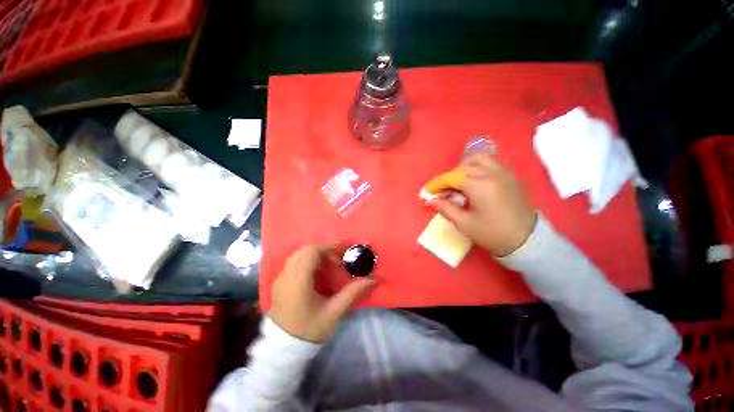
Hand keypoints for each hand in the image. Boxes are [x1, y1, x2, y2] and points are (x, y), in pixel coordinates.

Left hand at [267, 245, 375, 342]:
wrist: (283, 349)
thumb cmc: (309, 330)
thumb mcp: (333, 312)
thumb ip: (352, 293)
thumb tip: (373, 279)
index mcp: (298, 282)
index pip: (312, 252)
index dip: (329, 248)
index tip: (343, 255)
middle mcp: (287, 276)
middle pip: (306, 249)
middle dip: (325, 250)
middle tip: (338, 260)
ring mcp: (280, 278)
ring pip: (299, 254)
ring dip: (316, 254)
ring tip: (330, 265)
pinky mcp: (279, 281)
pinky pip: (295, 261)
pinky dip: (308, 260)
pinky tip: (318, 272)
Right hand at [429, 154, 536, 256]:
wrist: (526, 240)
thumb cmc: (492, 233)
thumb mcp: (464, 223)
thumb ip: (445, 208)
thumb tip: (431, 200)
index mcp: (479, 185)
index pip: (451, 178)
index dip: (436, 184)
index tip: (427, 191)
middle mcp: (491, 173)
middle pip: (463, 167)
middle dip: (449, 178)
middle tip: (444, 191)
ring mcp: (503, 172)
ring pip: (479, 159)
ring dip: (465, 167)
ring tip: (460, 181)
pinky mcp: (511, 176)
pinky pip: (492, 163)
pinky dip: (479, 167)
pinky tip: (476, 180)